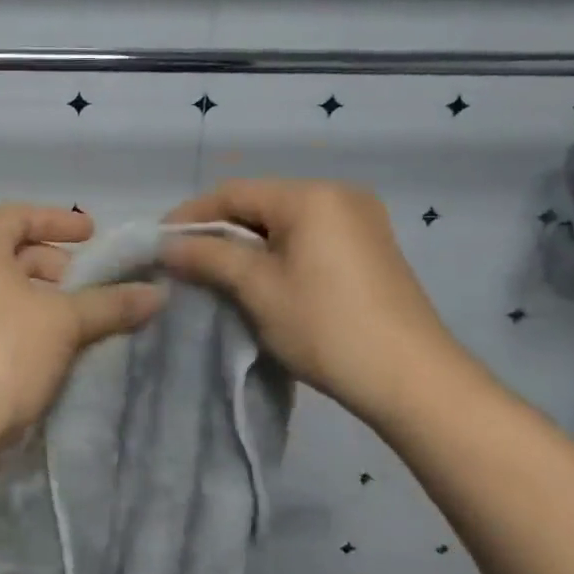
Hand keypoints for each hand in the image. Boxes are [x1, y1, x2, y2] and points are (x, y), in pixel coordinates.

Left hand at [0, 205, 164, 451]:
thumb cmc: (8, 349)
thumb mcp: (65, 320)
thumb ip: (110, 302)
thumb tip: (156, 293)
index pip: (18, 215)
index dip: (56, 219)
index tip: (92, 234)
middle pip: (22, 254)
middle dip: (64, 265)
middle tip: (99, 282)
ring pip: (23, 291)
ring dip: (61, 299)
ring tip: (98, 315)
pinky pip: (20, 321)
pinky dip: (49, 323)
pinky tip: (81, 342)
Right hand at [164, 179, 470, 421]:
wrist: (413, 381)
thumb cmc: (327, 327)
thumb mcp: (258, 289)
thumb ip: (209, 257)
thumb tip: (166, 244)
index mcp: (312, 195)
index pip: (234, 192)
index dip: (191, 215)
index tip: (159, 242)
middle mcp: (338, 194)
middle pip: (260, 203)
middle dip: (219, 230)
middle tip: (183, 260)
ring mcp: (360, 220)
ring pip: (284, 222)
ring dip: (246, 243)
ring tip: (214, 271)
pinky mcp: (370, 248)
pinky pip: (309, 237)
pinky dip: (277, 252)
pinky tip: (259, 278)